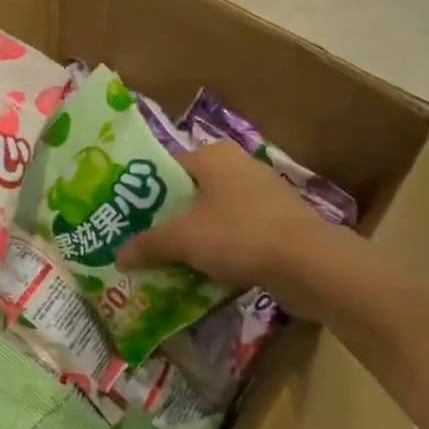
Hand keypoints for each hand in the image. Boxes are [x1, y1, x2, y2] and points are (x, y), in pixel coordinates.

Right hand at [118, 140, 333, 290]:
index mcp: (213, 156)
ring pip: (214, 215)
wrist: (310, 264)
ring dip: (195, 237)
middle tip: (144, 244)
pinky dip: (221, 249)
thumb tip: (117, 255)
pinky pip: (238, 232)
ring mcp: (263, 194)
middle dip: (169, 219)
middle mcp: (238, 166)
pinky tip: (205, 273)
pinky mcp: (279, 222)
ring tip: (170, 262)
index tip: (127, 219)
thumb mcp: (184, 240)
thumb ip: (148, 244)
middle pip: (190, 193)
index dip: (144, 194)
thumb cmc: (239, 235)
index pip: (167, 169)